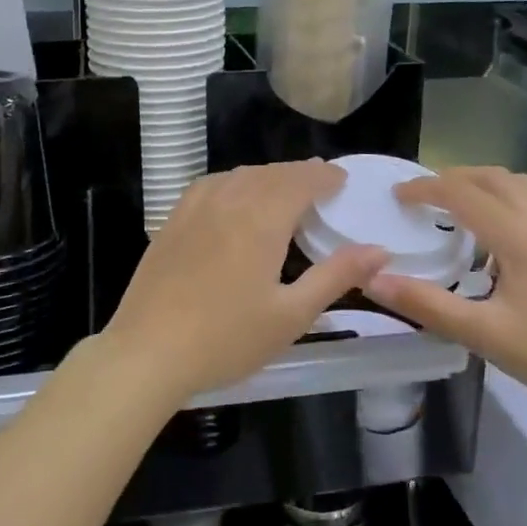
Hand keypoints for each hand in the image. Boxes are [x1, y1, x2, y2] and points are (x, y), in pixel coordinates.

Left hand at [99, 161, 387, 404]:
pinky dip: (233, 182)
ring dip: (267, 176)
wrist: (147, 352)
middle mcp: (228, 201)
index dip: (324, 176)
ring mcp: (194, 209)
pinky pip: (210, 185)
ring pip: (238, 176)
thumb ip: (336, 276)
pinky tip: (233, 196)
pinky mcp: (171, 222)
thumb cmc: (226, 339)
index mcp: (261, 219)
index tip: (342, 179)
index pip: (300, 181)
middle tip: (319, 182)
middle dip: (299, 173)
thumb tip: (379, 250)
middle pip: (270, 174)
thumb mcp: (291, 315)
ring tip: (283, 188)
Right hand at [366, 167, 526, 418]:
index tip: (397, 196)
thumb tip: (374, 279)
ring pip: (521, 182)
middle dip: (452, 180)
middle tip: (424, 200)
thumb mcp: (483, 334)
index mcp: (517, 233)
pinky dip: (521, 196)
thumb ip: (426, 304)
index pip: (460, 192)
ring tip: (464, 208)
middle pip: (490, 178)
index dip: (424, 189)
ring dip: (486, 185)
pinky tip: (519, 223)